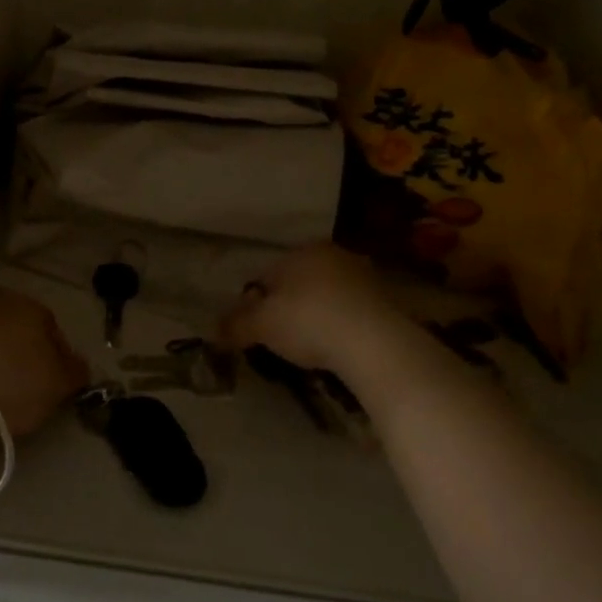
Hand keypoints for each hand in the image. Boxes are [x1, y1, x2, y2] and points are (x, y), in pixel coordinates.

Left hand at [0, 286, 87, 437]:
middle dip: (25, 352)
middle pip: (18, 328)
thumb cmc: (16, 383)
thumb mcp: (61, 382)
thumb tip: (77, 364)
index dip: (57, 357)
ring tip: (1, 391)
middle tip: (29, 386)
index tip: (55, 383)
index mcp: (27, 301)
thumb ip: (76, 369)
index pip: (51, 327)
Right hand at [221, 242, 435, 385]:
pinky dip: (342, 327)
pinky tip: (338, 350)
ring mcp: (364, 276)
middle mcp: (333, 255)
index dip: (256, 303)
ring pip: (327, 297)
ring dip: (317, 317)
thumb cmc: (308, 322)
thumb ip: (235, 325)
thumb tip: (213, 331)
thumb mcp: (261, 325)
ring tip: (311, 348)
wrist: (375, 343)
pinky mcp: (388, 302)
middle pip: (299, 284)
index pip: (267, 275)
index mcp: (301, 251)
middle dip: (288, 308)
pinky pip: (352, 313)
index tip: (256, 329)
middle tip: (281, 339)